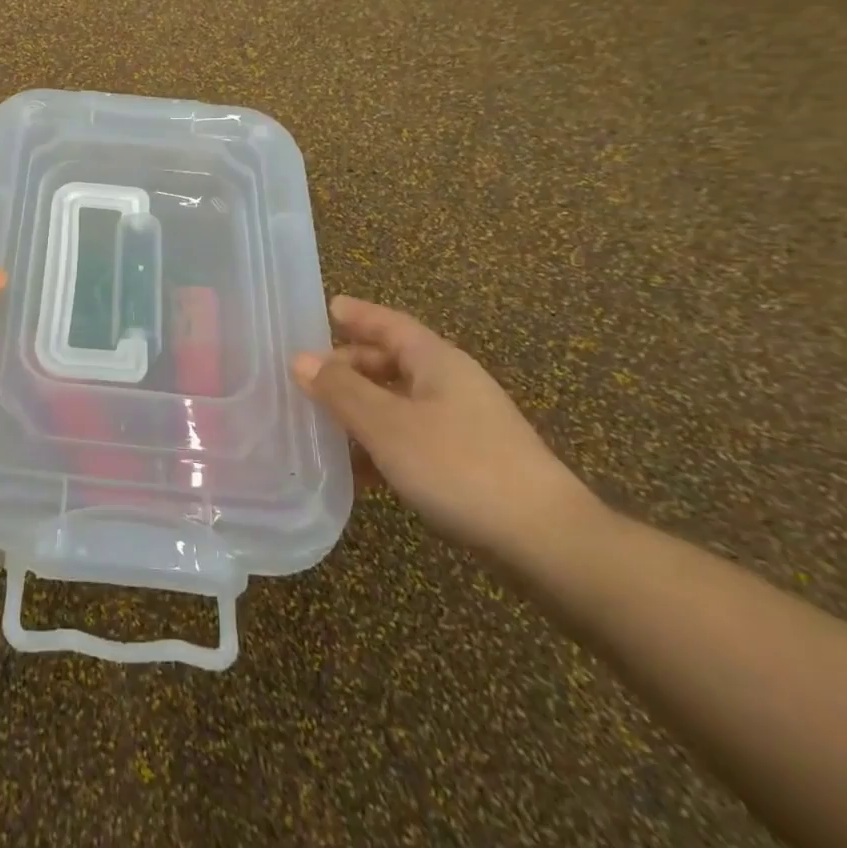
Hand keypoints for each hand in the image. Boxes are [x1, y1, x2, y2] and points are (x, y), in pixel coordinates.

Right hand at [291, 297, 599, 558]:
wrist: (546, 540)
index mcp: (437, 362)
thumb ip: (341, 391)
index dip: (359, 314)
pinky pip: (412, 438)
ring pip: (399, 402)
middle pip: (393, 362)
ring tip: (320, 423)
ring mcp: (464, 424)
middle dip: (350, 365)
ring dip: (361, 409)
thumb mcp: (388, 426)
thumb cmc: (460, 467)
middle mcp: (451, 385)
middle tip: (309, 376)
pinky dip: (381, 444)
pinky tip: (357, 471)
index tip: (328, 307)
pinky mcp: (468, 462)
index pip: (390, 324)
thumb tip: (300, 360)